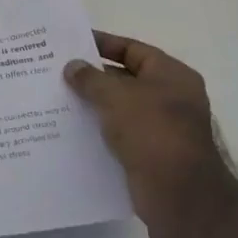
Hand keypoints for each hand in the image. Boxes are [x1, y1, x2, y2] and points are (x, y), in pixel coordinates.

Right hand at [64, 33, 224, 222]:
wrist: (178, 194)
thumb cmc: (151, 131)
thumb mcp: (115, 96)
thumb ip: (90, 78)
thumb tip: (72, 66)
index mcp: (172, 75)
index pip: (133, 49)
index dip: (103, 44)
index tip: (72, 43)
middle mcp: (172, 98)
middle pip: (126, 78)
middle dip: (93, 76)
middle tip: (59, 71)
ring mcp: (163, 127)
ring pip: (121, 107)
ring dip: (94, 104)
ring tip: (59, 99)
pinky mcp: (152, 153)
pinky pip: (120, 133)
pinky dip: (100, 129)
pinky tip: (73, 128)